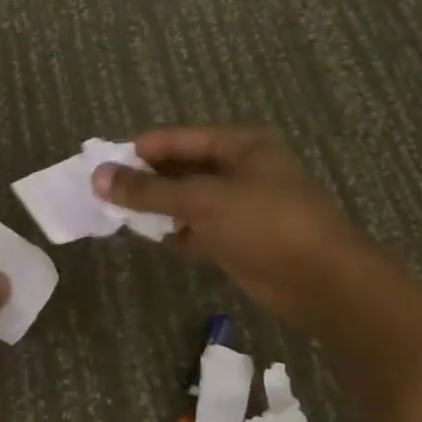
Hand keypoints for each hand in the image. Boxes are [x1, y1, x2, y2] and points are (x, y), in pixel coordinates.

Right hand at [93, 125, 362, 325]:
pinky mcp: (239, 239)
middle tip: (103, 191)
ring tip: (115, 213)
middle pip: (181, 168)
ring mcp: (241, 206)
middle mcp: (240, 169)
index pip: (177, 139)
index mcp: (241, 144)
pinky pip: (197, 228)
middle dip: (145, 180)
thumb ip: (148, 190)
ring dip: (157, 207)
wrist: (322, 283)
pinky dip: (175, 232)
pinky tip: (147, 236)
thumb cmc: (265, 223)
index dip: (139, 150)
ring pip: (187, 200)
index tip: (100, 163)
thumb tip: (98, 177)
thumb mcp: (202, 200)